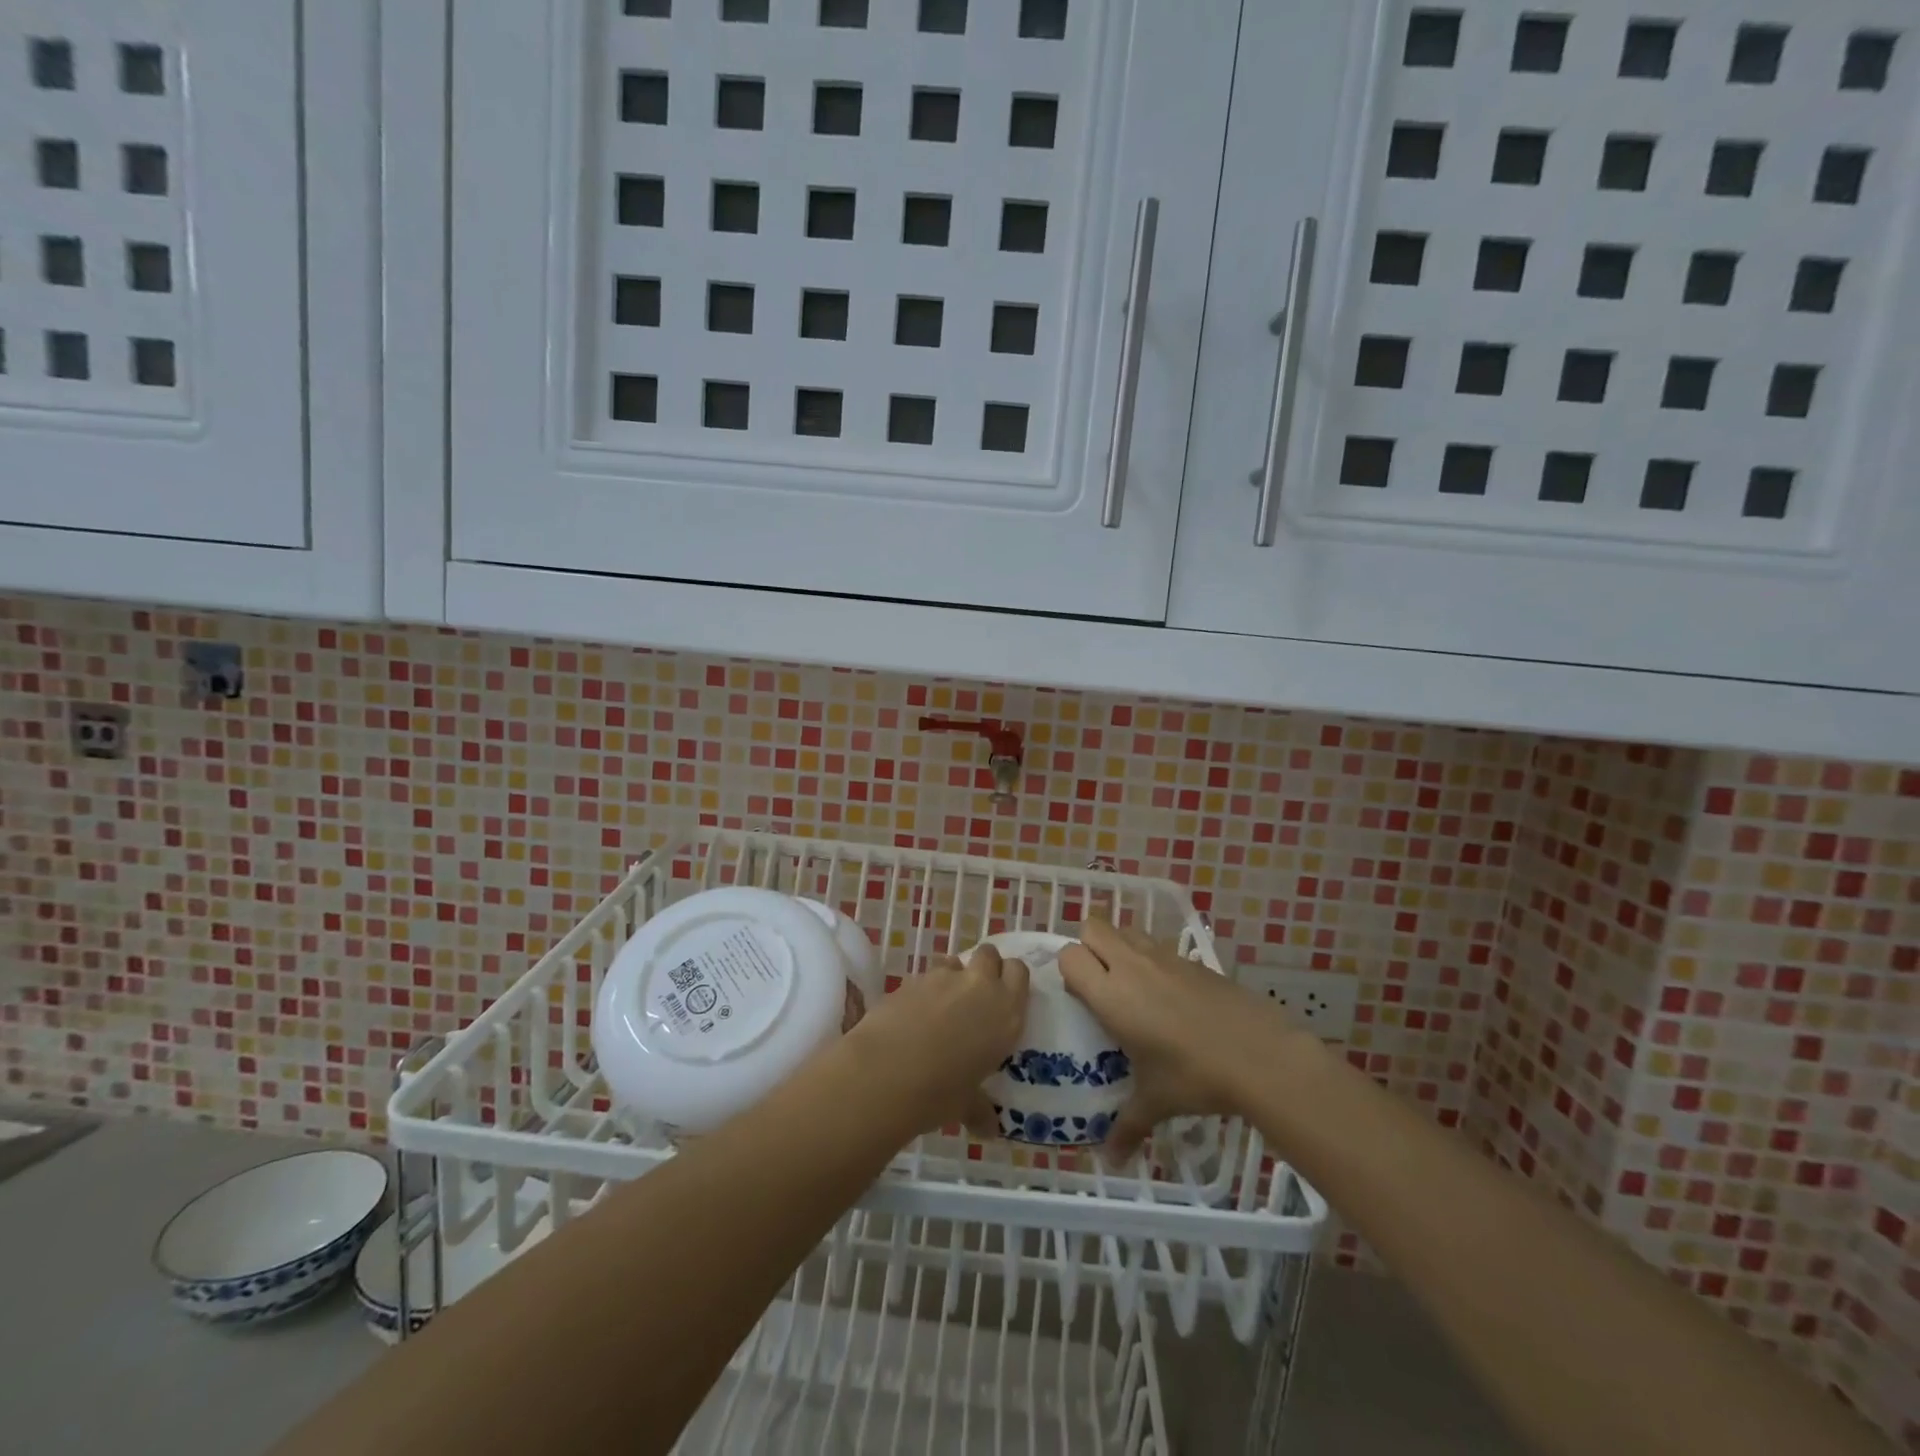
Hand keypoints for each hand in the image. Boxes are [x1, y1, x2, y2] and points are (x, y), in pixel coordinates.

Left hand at [842, 943, 1029, 1134]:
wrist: (886, 1072)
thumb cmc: (940, 1092)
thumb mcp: (967, 1104)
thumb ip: (980, 1109)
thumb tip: (988, 1129)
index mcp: (1005, 1012)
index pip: (1019, 972)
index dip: (1010, 980)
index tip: (1003, 996)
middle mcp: (979, 986)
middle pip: (989, 954)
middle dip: (984, 968)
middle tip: (975, 997)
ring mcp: (943, 977)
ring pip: (954, 961)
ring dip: (952, 977)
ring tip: (940, 1007)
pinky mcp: (911, 978)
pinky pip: (925, 976)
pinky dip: (923, 990)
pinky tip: (912, 1016)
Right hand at [1060, 917, 1300, 1160]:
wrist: (1260, 1055)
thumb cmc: (1195, 1077)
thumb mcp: (1156, 1102)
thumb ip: (1127, 1125)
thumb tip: (1111, 1159)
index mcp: (1111, 994)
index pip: (1070, 956)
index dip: (1069, 970)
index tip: (1081, 997)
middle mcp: (1132, 966)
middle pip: (1093, 926)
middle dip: (1089, 946)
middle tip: (1101, 983)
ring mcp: (1164, 956)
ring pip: (1126, 930)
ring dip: (1120, 947)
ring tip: (1132, 985)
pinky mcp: (1192, 959)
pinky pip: (1158, 945)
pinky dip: (1153, 960)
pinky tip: (1170, 997)